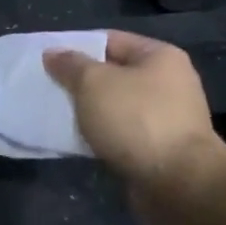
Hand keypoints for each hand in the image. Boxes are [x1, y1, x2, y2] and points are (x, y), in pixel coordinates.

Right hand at [43, 33, 225, 217]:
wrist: (178, 183)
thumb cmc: (137, 120)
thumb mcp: (94, 83)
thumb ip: (71, 66)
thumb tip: (53, 53)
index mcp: (160, 57)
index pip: (110, 40)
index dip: (77, 47)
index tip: (48, 60)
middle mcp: (169, 83)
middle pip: (114, 74)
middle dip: (81, 82)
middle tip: (47, 88)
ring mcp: (167, 118)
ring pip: (116, 107)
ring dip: (89, 112)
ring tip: (56, 115)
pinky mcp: (160, 149)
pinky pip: (122, 134)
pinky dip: (101, 136)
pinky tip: (78, 142)